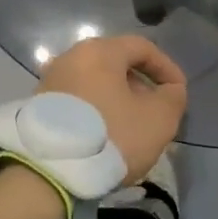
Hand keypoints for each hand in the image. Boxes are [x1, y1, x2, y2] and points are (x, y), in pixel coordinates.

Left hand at [38, 35, 187, 185]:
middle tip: (155, 112)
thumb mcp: (159, 119)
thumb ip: (173, 97)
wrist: (50, 171)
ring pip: (96, 84)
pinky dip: (97, 111)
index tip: (178, 92)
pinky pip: (78, 101)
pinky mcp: (38, 106)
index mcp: (99, 51)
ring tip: (132, 128)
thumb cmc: (112, 135)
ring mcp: (50, 81)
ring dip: (118, 101)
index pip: (142, 47)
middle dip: (141, 86)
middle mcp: (70, 57)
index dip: (167, 67)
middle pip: (116, 64)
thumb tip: (170, 90)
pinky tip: (105, 136)